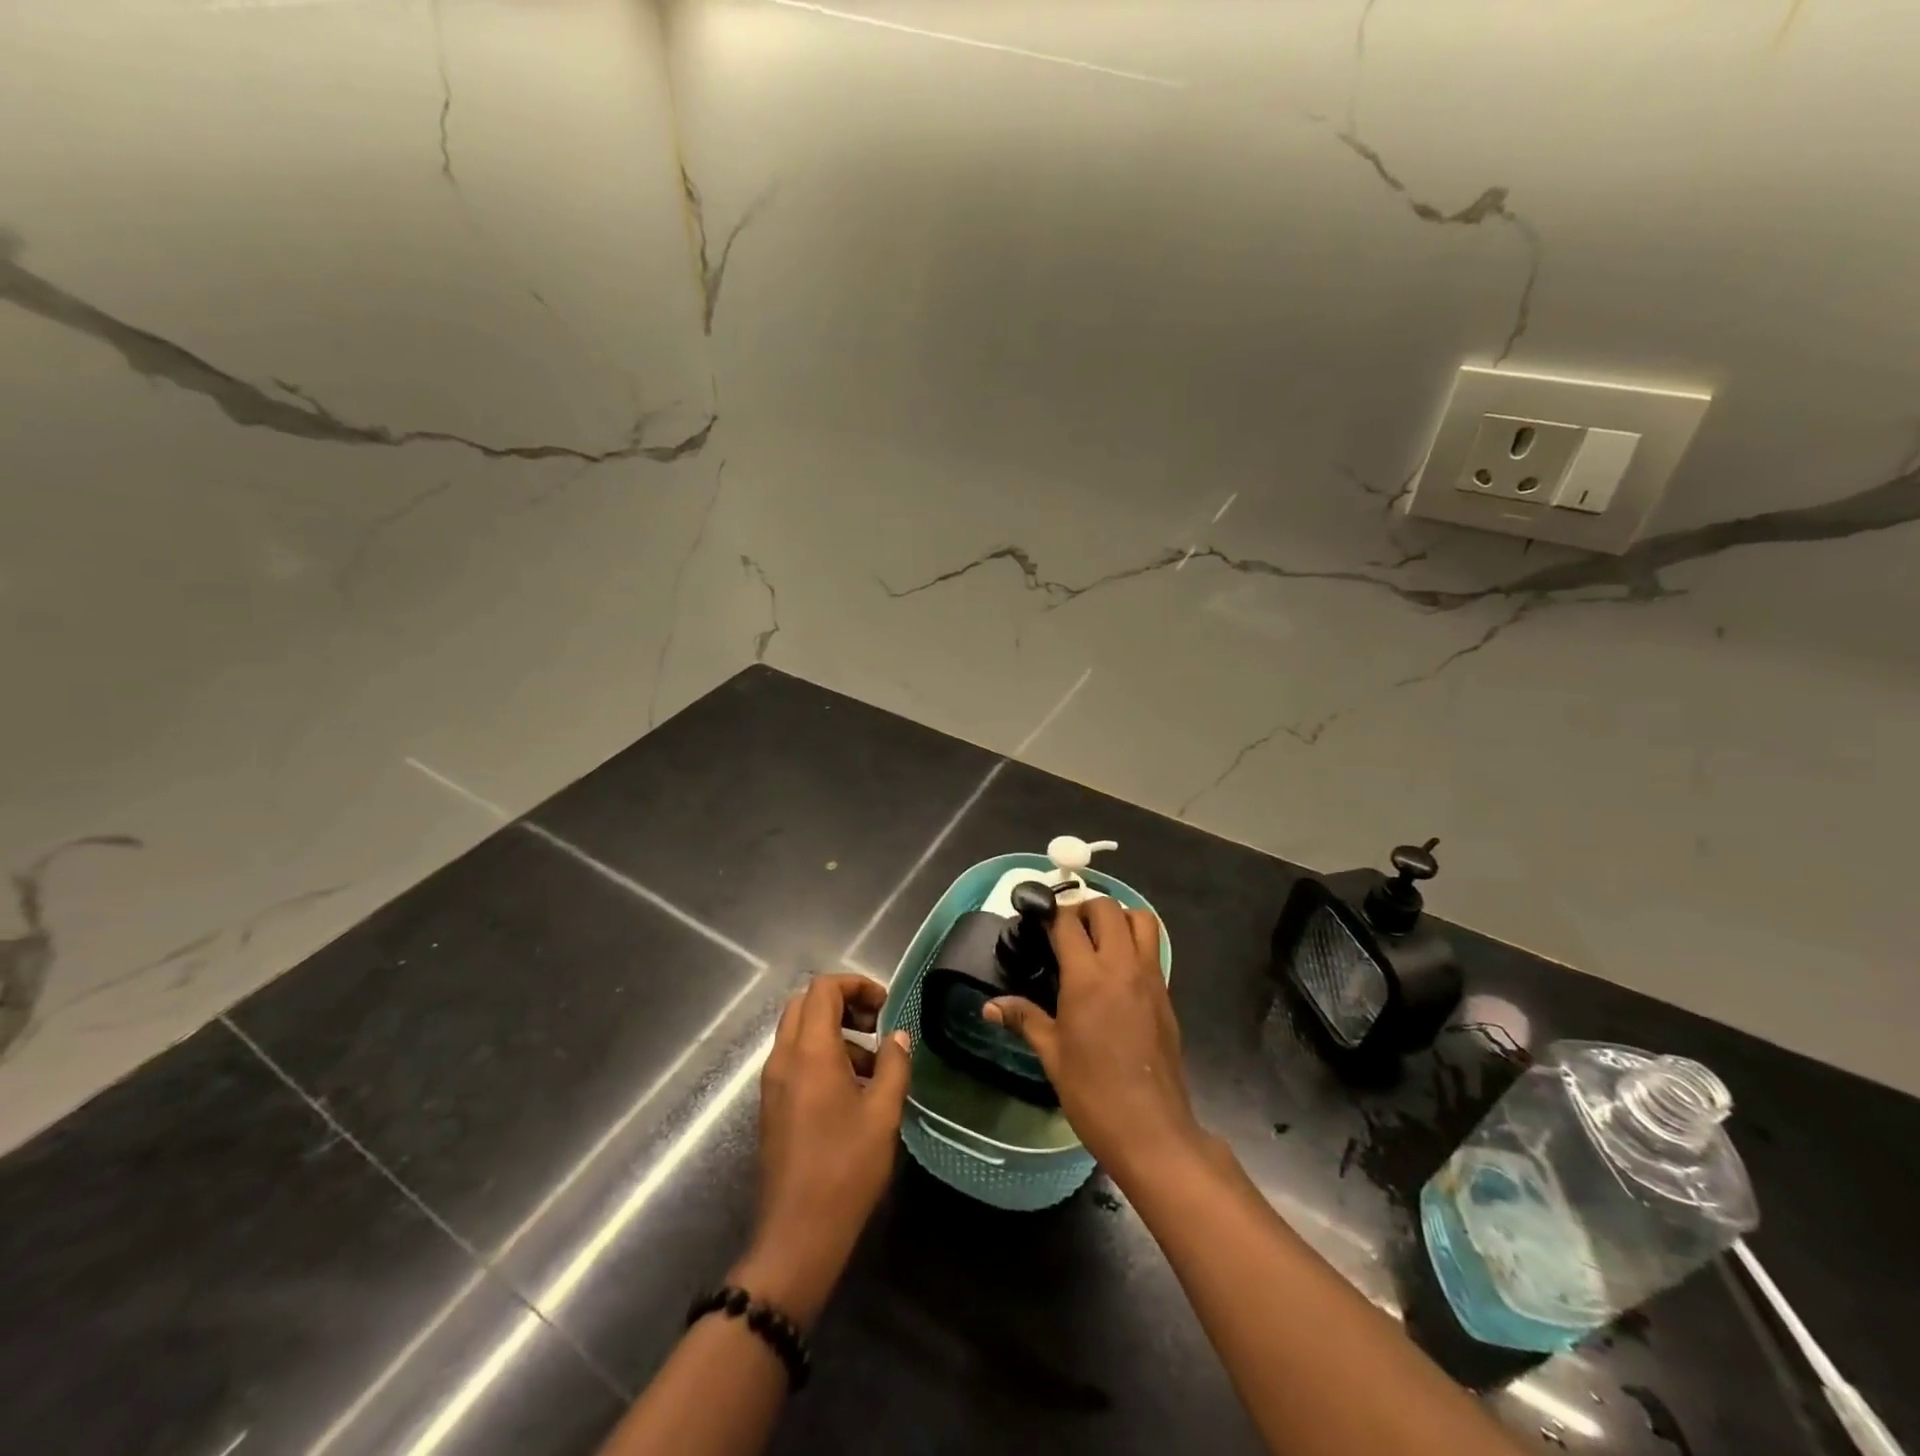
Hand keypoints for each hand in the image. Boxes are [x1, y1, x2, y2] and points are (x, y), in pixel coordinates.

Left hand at [730, 974, 910, 1327]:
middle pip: (806, 1004)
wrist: (797, 1236)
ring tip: (873, 1067)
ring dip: (835, 1032)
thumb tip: (899, 1036)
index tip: (885, 1006)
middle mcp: (783, 1058)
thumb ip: (895, 1064)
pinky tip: (852, 1092)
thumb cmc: (845, 1169)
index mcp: (809, 1051)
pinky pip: (794, 1060)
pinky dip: (822, 1056)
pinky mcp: (771, 1106)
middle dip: (844, 1004)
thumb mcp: (883, 1113)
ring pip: (798, 1032)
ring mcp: (772, 1083)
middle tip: (877, 1027)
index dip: (856, 985)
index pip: (823, 988)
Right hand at [984, 898, 1206, 1189]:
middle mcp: (1122, 966)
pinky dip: (1135, 942)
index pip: (1068, 923)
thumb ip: (1024, 1019)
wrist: (1151, 1130)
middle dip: (1084, 908)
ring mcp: (1150, 978)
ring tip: (1097, 939)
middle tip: (1066, 930)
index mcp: (1087, 977)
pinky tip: (1116, 970)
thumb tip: (989, 1006)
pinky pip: (1153, 949)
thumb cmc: (1093, 1092)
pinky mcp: (1166, 994)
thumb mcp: (1052, 1054)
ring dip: (1118, 918)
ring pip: (1141, 920)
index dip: (1050, 914)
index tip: (1037, 918)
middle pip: (1108, 909)